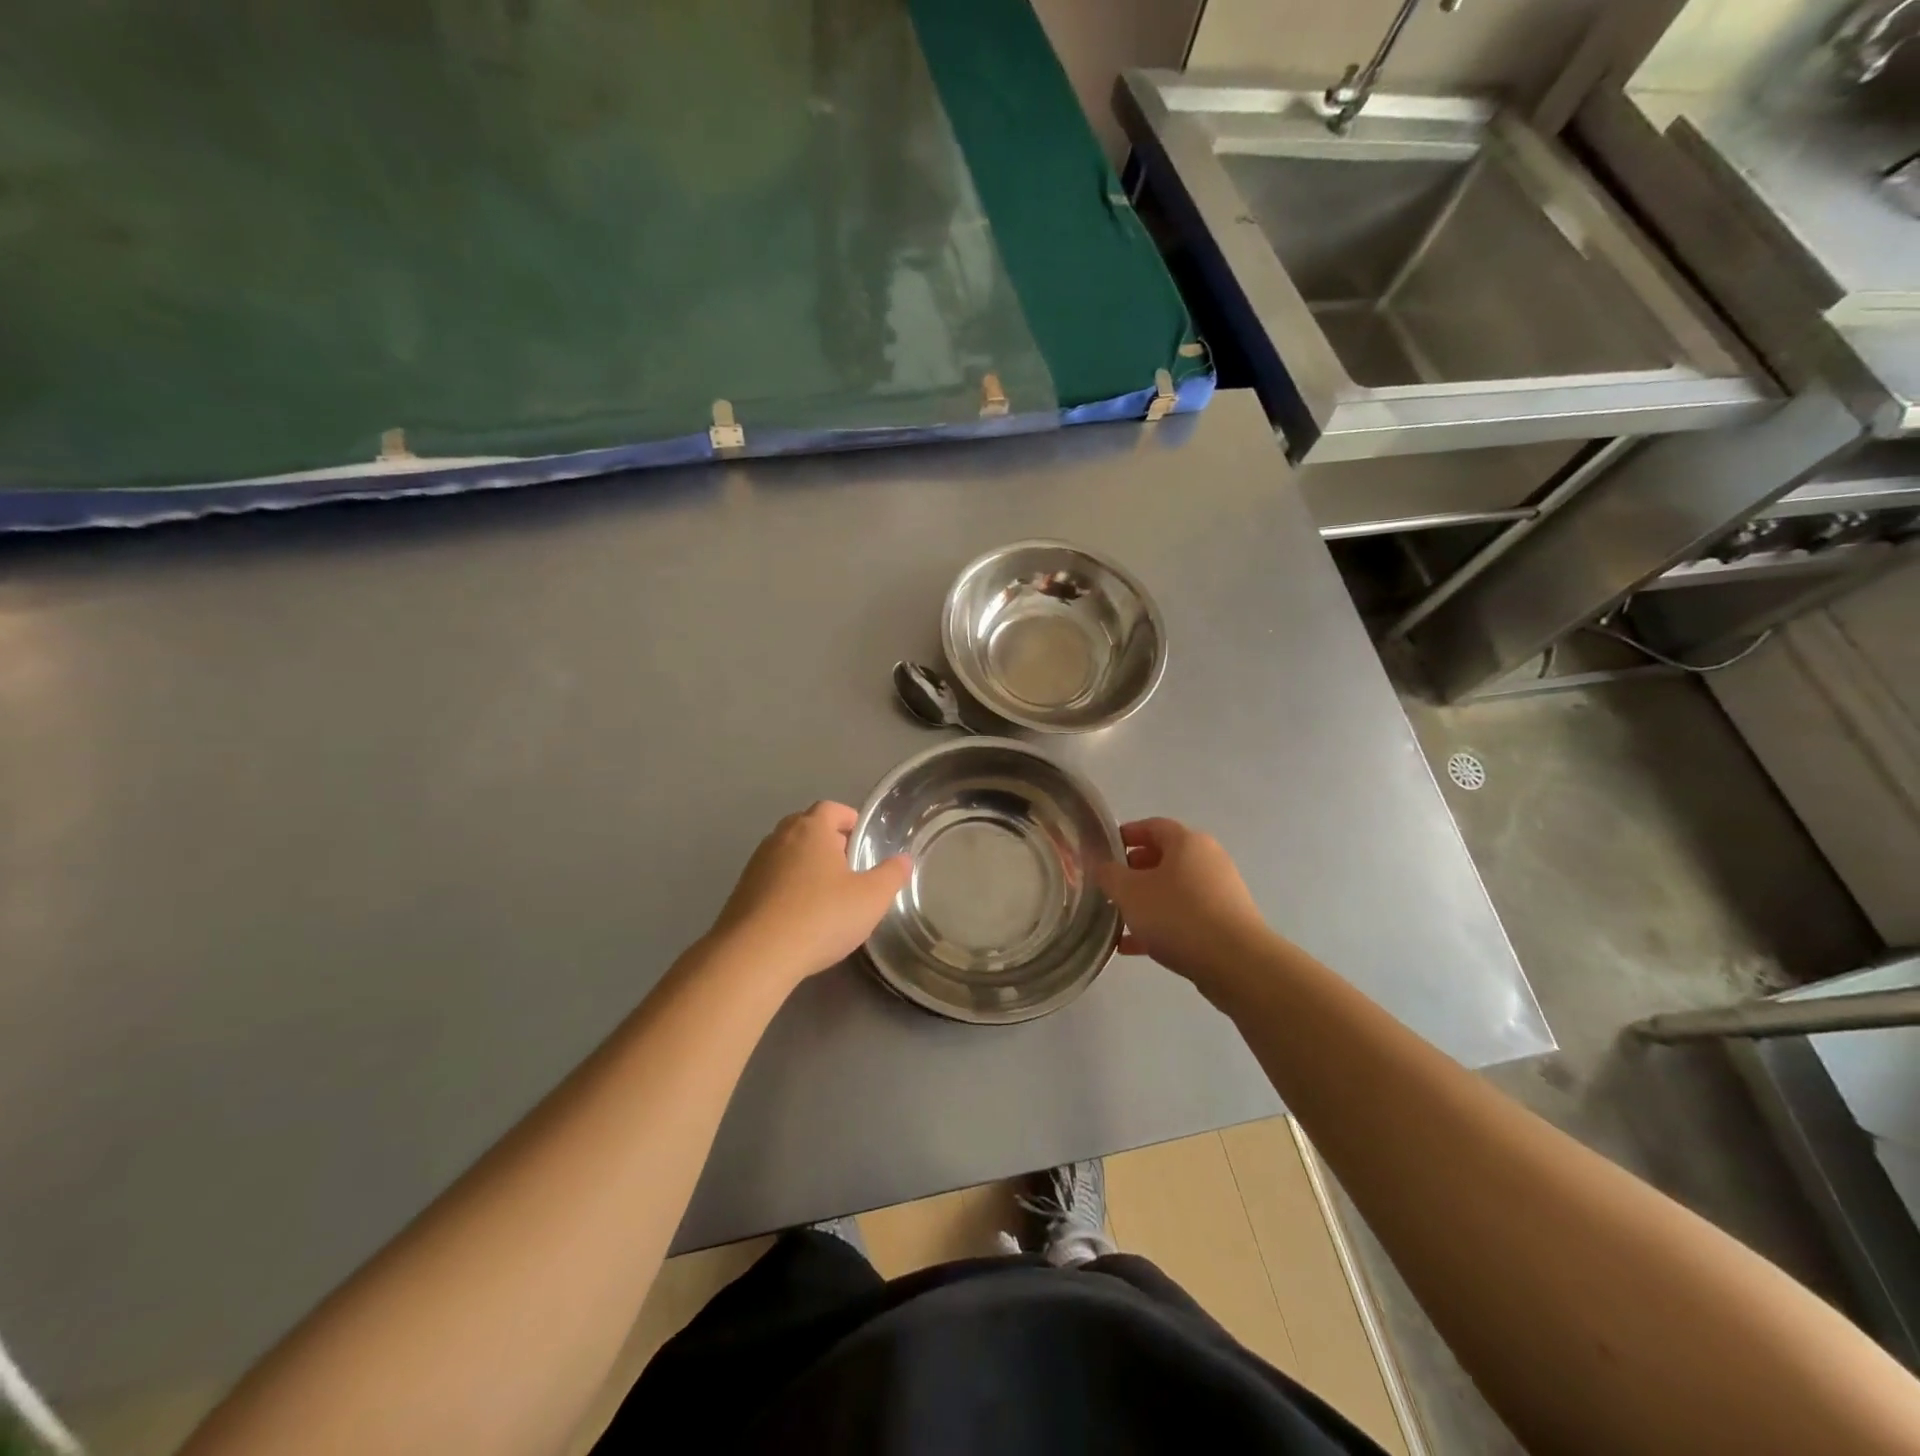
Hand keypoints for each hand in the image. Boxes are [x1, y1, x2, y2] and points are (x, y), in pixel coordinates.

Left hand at [710, 802, 910, 987]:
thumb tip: (903, 859)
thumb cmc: (820, 917)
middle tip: (848, 866)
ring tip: (825, 894)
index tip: (862, 839)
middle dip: (827, 841)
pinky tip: (799, 916)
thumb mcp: (871, 898)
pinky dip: (786, 888)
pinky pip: (771, 879)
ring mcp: (756, 864)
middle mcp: (779, 838)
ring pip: (787, 854)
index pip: (831, 808)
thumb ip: (891, 875)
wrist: (755, 956)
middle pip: (806, 827)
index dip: (849, 819)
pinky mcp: (741, 892)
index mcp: (811, 829)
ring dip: (805, 865)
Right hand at [1094, 818, 1270, 990]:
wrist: (1236, 963)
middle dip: (1133, 871)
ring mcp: (1220, 892)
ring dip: (1145, 901)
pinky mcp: (1225, 922)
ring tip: (1118, 919)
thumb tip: (1103, 866)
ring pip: (1173, 890)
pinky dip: (1160, 925)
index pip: (1152, 826)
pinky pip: (1185, 916)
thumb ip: (1109, 875)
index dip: (1126, 835)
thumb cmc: (1178, 915)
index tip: (1103, 851)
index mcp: (1187, 842)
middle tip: (1109, 887)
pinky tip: (1133, 946)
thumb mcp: (1130, 892)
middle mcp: (1208, 860)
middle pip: (1164, 858)